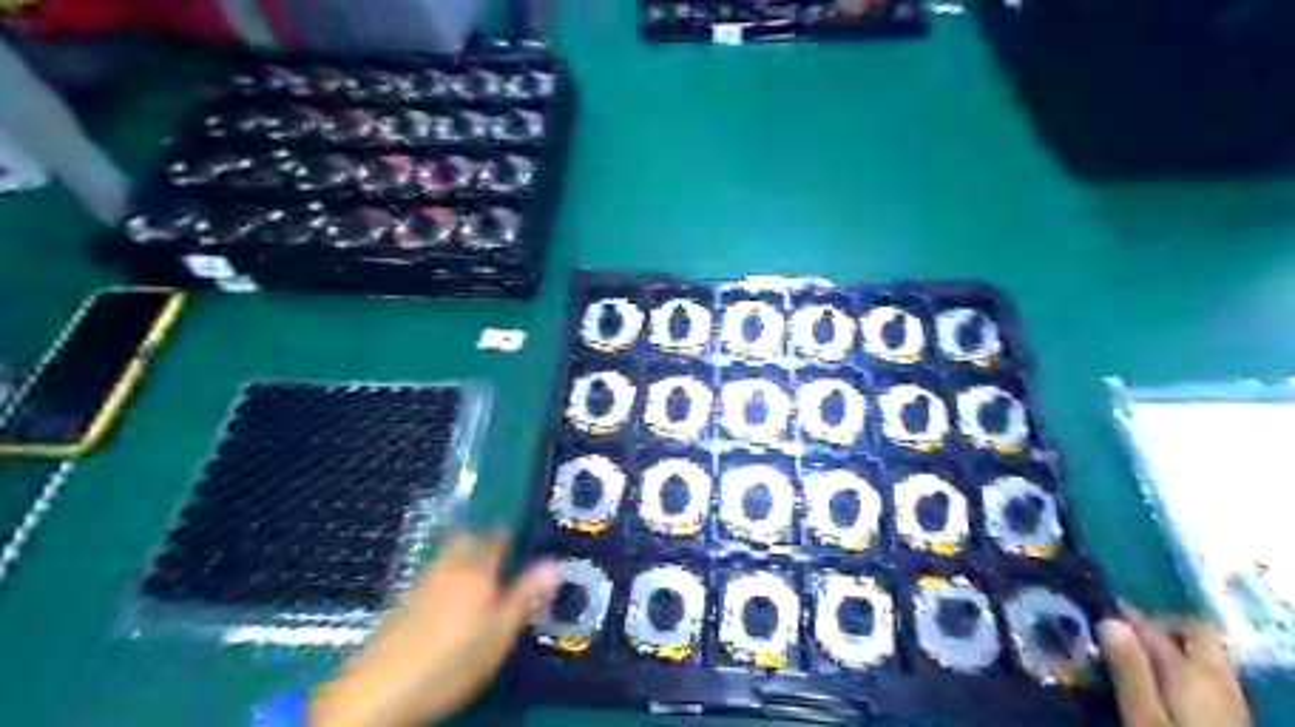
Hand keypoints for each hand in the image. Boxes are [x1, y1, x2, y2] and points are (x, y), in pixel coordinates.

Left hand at [314, 532, 555, 726]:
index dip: (508, 536)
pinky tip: (445, 604)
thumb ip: (525, 596)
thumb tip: (552, 563)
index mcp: (476, 570)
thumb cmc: (452, 662)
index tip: (518, 540)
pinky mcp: (399, 605)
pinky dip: (442, 580)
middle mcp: (447, 568)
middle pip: (464, 539)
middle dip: (480, 539)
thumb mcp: (500, 634)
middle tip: (496, 553)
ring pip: (445, 558)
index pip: (495, 539)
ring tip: (475, 579)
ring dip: (460, 559)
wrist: (378, 693)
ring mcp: (419, 584)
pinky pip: (429, 578)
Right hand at [1096, 613, 1247, 725]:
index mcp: (1195, 671)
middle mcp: (1219, 679)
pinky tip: (1152, 690)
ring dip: (1165, 653)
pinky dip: (1176, 674)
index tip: (1098, 626)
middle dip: (1157, 630)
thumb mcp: (1142, 715)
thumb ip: (1129, 667)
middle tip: (1120, 640)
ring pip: (1200, 658)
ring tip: (1128, 665)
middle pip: (1196, 636)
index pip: (1164, 624)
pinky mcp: (1228, 720)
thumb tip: (1110, 620)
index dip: (1130, 618)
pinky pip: (1202, 680)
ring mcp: (1229, 701)